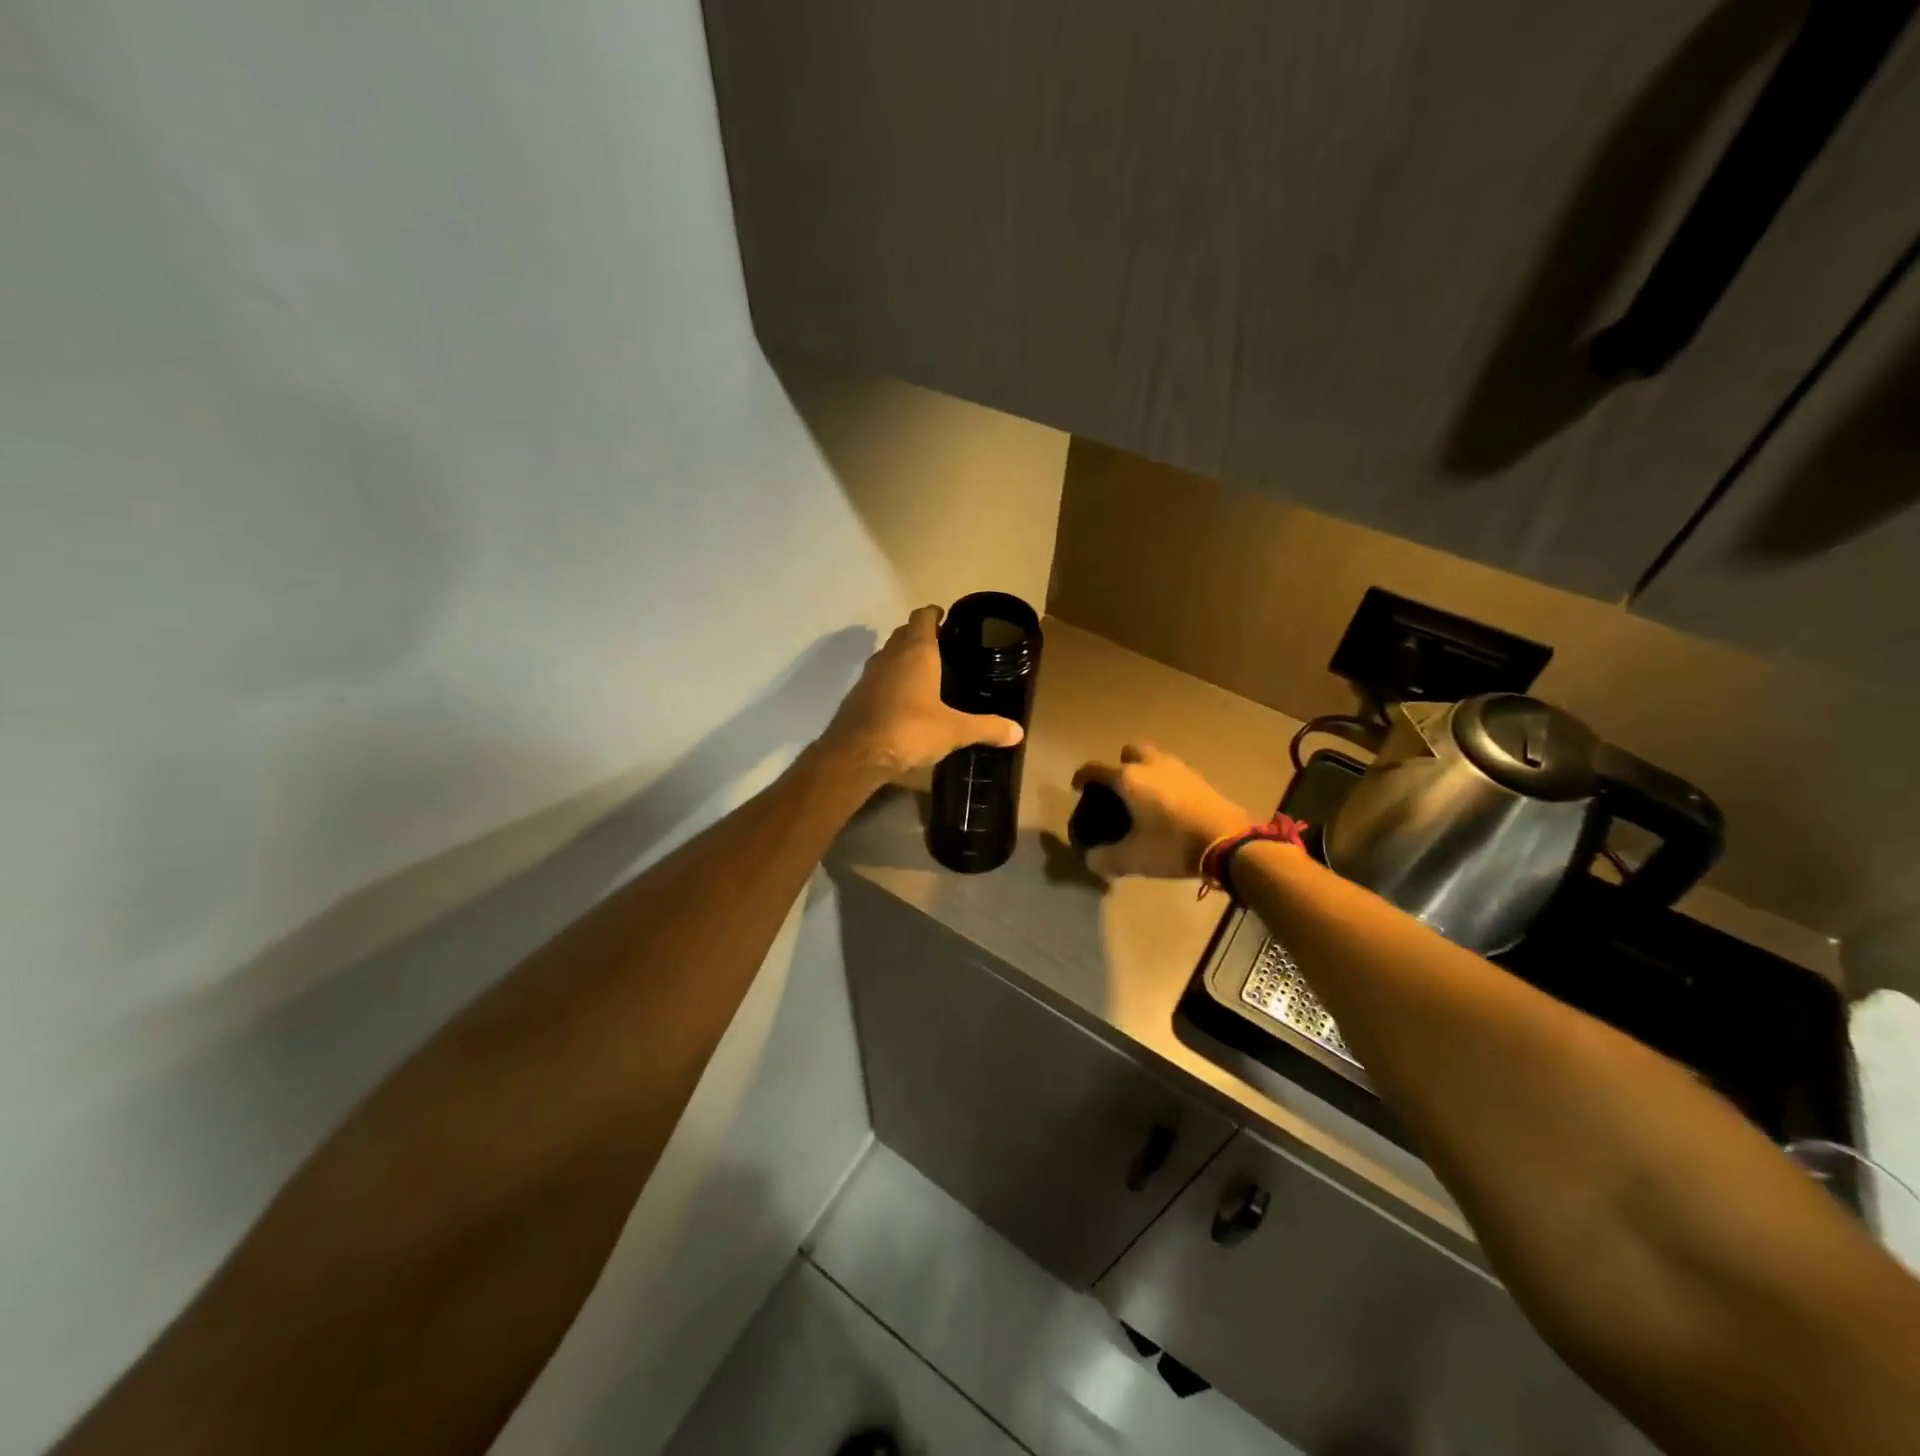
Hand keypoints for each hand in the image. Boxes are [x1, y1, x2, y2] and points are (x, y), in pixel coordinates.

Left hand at [821, 606, 1023, 781]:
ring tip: (924, 672)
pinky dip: (891, 679)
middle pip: (904, 633)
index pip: (923, 617)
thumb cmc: (909, 730)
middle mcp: (890, 655)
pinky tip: (903, 699)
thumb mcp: (954, 731)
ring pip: (888, 654)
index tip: (947, 618)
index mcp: (916, 652)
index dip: (935, 614)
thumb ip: (986, 728)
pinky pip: (878, 677)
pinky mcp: (857, 695)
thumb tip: (1019, 732)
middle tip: (942, 647)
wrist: (856, 754)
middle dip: (920, 634)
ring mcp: (869, 674)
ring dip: (903, 656)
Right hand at [1073, 744, 1250, 879]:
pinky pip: (1174, 772)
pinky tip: (1168, 805)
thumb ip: (1105, 859)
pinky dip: (1166, 782)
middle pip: (1130, 751)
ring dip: (1145, 770)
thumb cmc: (1172, 845)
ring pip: (1155, 758)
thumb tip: (1091, 859)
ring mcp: (1179, 769)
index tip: (1077, 787)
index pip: (1095, 768)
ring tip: (1144, 797)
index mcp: (1128, 778)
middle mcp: (1151, 765)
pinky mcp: (1200, 779)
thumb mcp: (1133, 859)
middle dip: (1120, 764)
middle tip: (1118, 788)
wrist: (1228, 842)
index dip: (1082, 776)